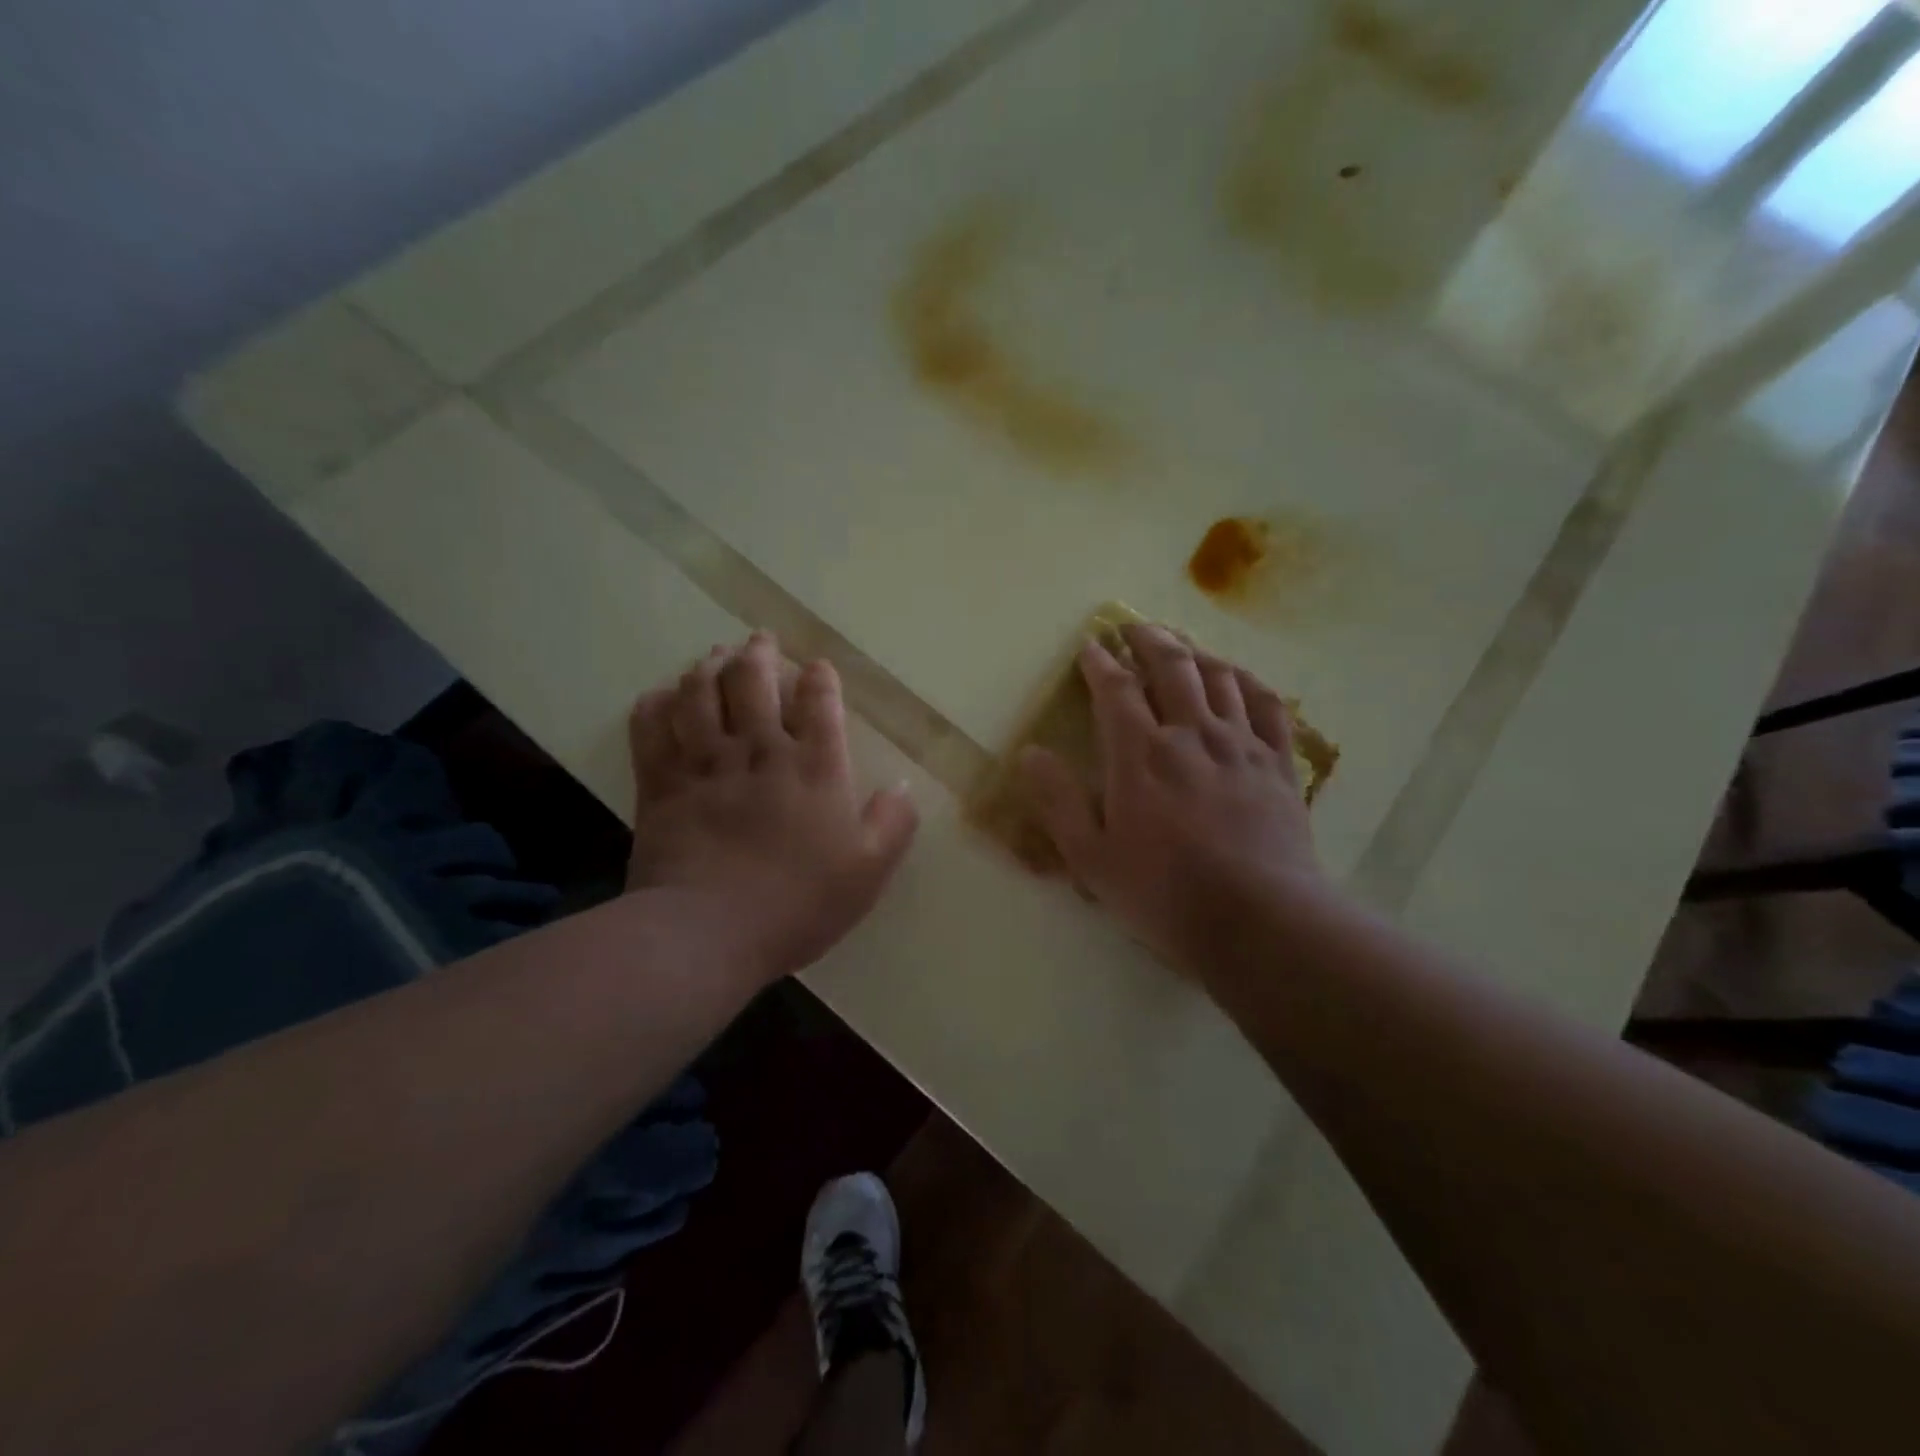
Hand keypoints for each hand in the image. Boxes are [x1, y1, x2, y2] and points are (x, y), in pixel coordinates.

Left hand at [626, 632, 917, 983]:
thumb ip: (893, 824)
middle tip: (757, 640)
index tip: (816, 667)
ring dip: (707, 667)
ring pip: (700, 694)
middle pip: (753, 681)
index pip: (819, 702)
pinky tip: (661, 696)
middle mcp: (759, 751)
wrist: (707, 934)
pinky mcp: (660, 784)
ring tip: (713, 656)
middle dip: (757, 653)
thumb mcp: (868, 872)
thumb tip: (902, 787)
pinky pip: (651, 729)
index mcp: (815, 768)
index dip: (818, 678)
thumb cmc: (797, 904)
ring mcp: (705, 764)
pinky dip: (655, 705)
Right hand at [1017, 624, 1327, 976]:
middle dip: (1148, 640)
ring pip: (1220, 677)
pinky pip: (1268, 705)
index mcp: (1140, 753)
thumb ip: (1057, 802)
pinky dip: (1249, 682)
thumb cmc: (1164, 892)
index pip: (1115, 690)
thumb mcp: (1092, 857)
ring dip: (1196, 652)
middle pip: (1172, 667)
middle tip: (1133, 627)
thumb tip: (1028, 753)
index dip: (1099, 663)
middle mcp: (1191, 734)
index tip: (1090, 645)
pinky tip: (1240, 678)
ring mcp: (1241, 745)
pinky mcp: (1279, 763)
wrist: (1259, 920)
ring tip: (1181, 644)